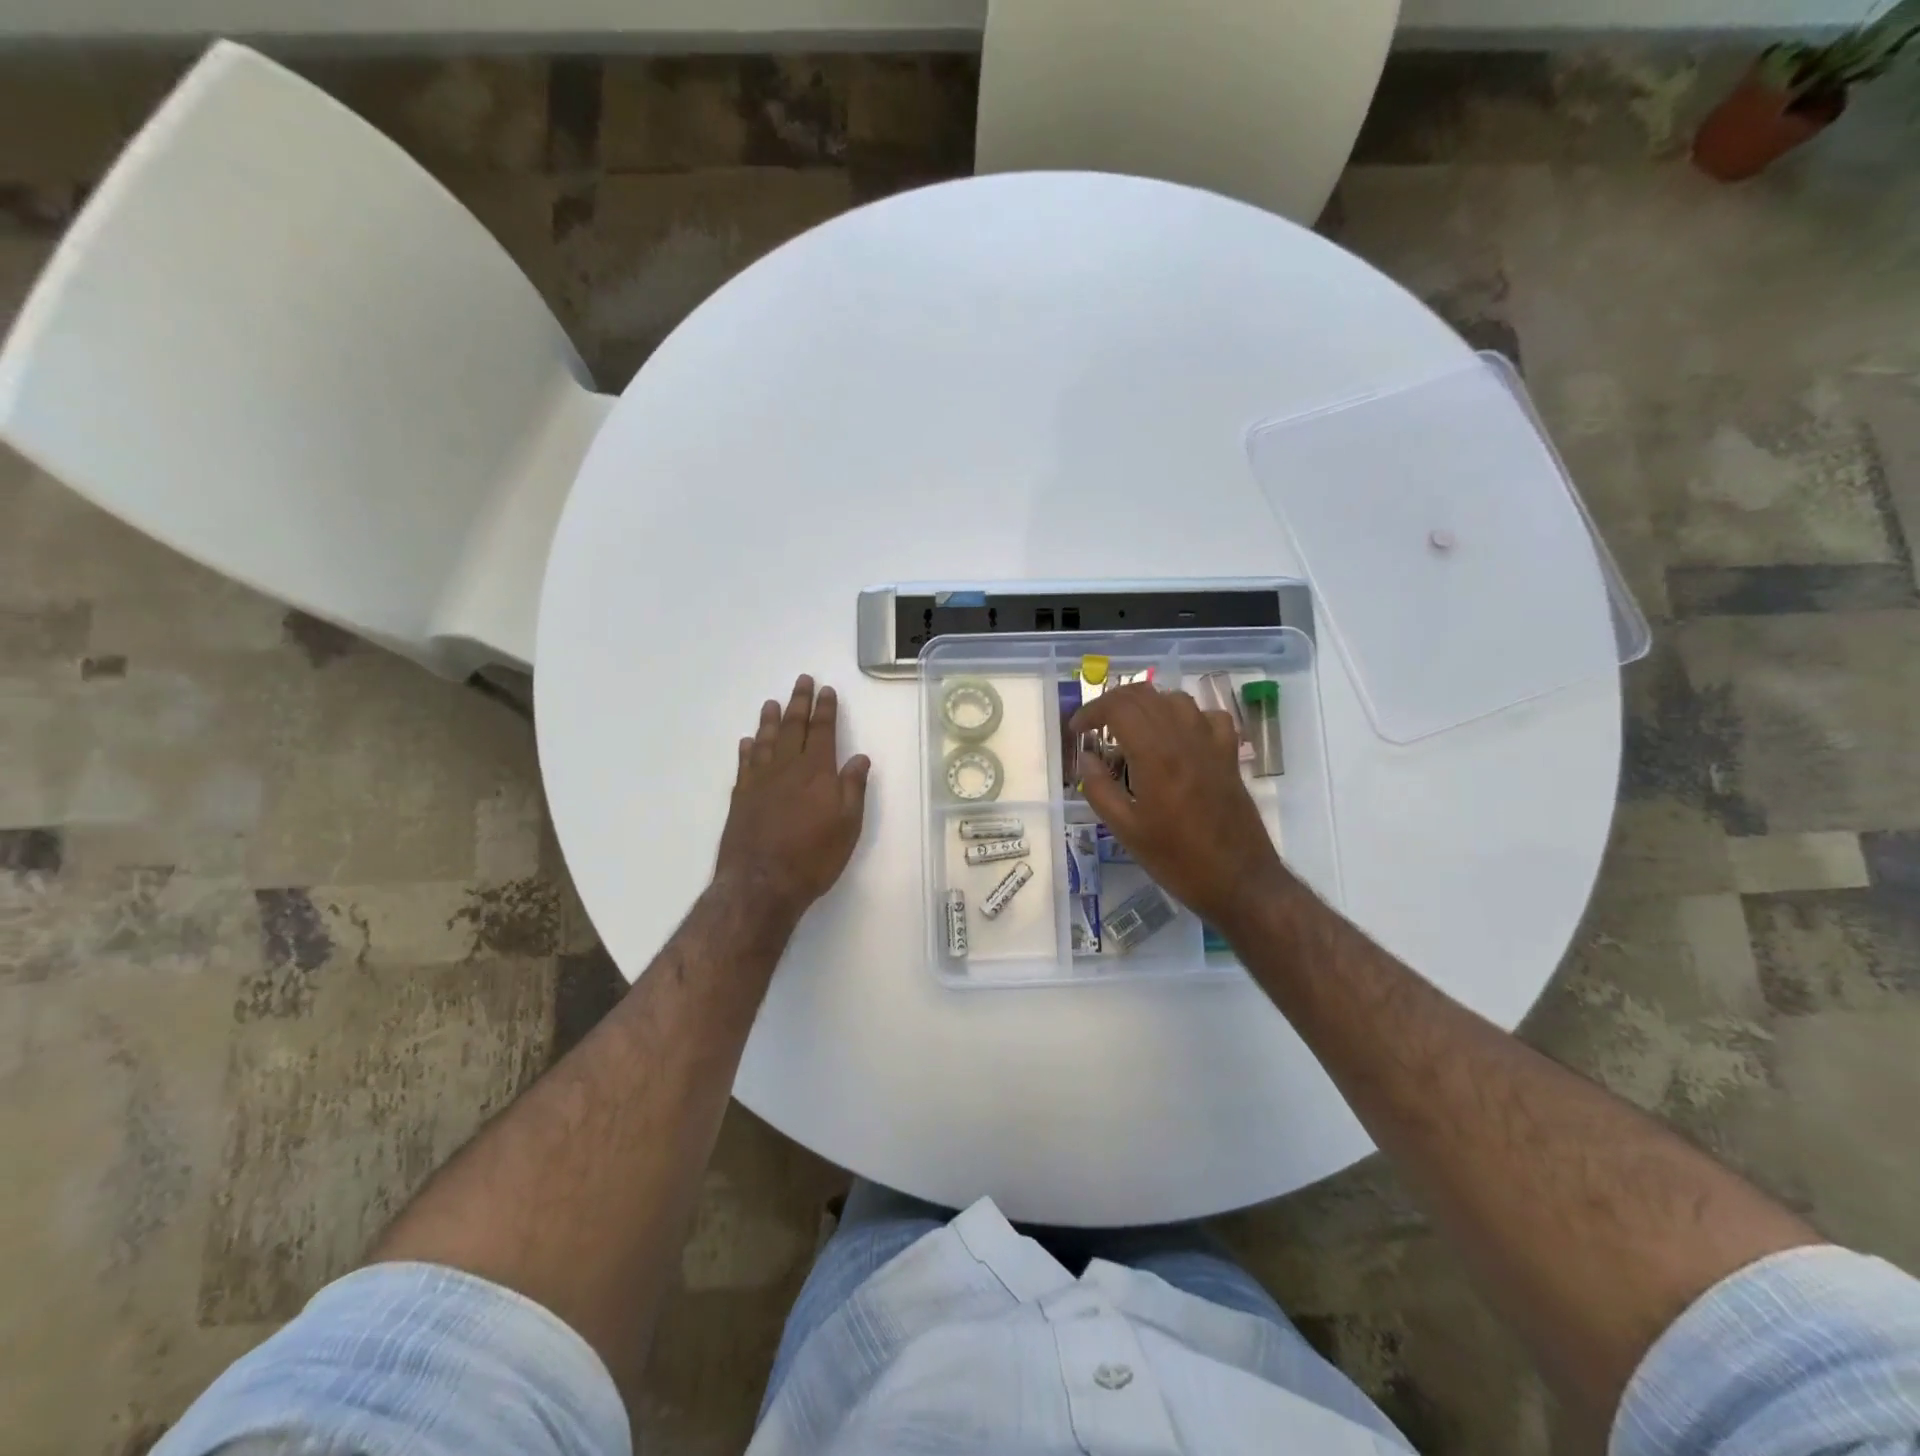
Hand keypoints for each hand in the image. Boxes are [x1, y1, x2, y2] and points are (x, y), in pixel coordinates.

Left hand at [715, 675, 871, 920]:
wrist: (761, 884)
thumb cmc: (813, 857)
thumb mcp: (848, 826)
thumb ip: (853, 788)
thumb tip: (859, 757)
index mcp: (817, 772)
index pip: (823, 732)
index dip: (825, 709)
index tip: (826, 690)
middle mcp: (786, 768)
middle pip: (793, 727)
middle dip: (799, 703)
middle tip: (802, 681)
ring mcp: (759, 781)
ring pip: (766, 740)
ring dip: (771, 720)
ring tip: (772, 703)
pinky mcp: (740, 797)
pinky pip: (745, 764)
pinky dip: (748, 749)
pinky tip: (748, 741)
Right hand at [1071, 684, 1287, 933]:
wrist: (1239, 881)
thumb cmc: (1177, 860)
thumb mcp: (1126, 831)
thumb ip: (1100, 789)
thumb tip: (1087, 758)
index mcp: (1155, 756)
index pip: (1118, 707)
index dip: (1091, 711)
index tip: (1077, 731)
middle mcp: (1184, 739)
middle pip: (1144, 695)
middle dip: (1113, 703)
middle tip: (1096, 728)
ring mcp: (1211, 745)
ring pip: (1175, 699)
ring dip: (1147, 706)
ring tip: (1131, 731)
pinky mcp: (1229, 756)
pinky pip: (1209, 717)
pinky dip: (1187, 717)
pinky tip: (1177, 737)